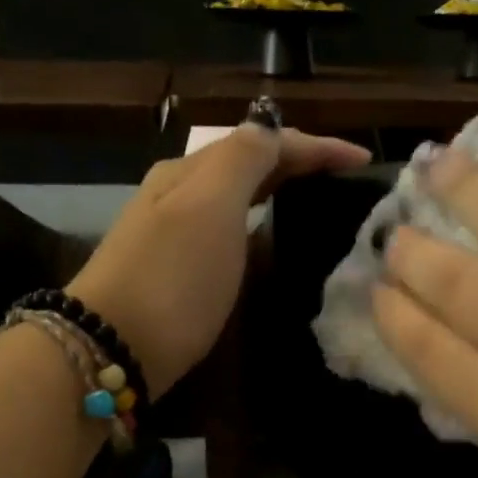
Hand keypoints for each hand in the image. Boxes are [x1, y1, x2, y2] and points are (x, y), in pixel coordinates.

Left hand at [71, 124, 370, 396]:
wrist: (113, 347)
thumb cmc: (171, 277)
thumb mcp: (210, 207)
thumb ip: (243, 160)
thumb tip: (270, 129)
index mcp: (190, 171)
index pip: (263, 142)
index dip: (316, 146)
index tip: (364, 162)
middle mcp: (179, 194)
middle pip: (247, 164)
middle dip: (298, 163)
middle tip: (345, 181)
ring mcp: (173, 233)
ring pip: (236, 197)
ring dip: (277, 191)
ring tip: (318, 203)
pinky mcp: (175, 272)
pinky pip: (227, 230)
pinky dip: (257, 224)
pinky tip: (270, 240)